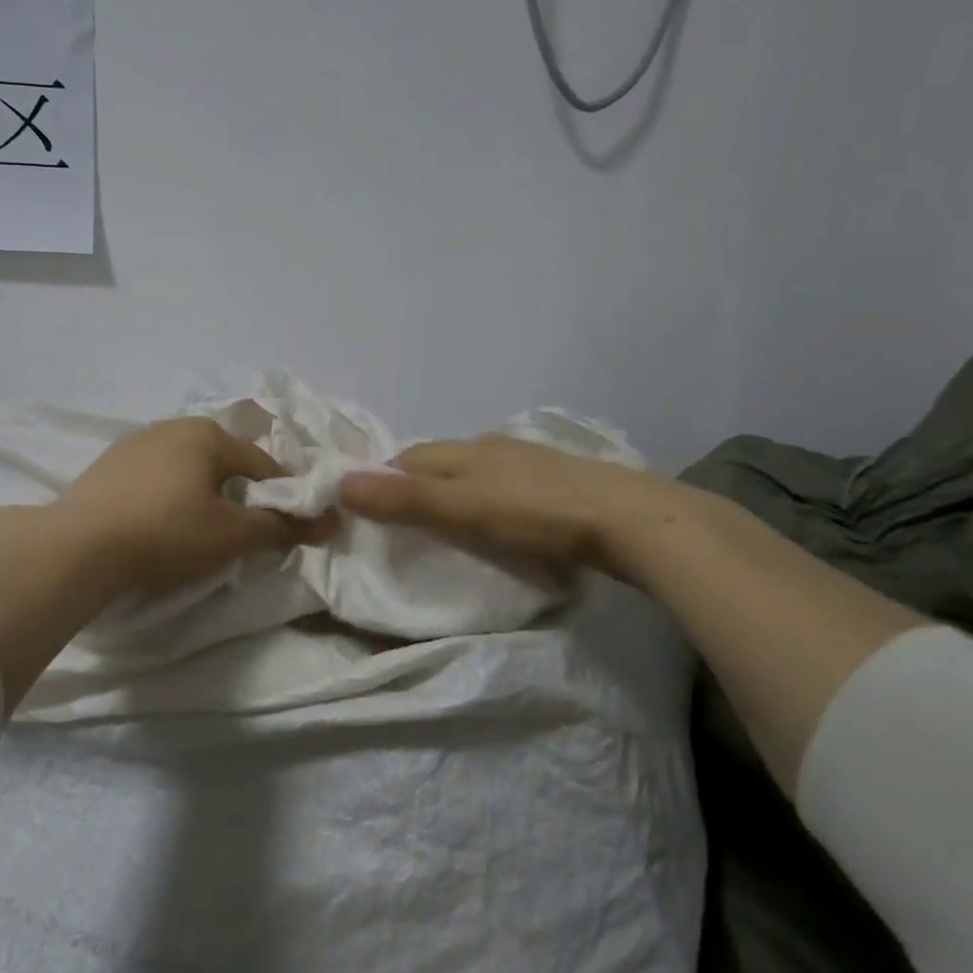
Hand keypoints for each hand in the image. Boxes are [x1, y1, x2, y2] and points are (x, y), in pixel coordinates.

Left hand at [57, 417, 334, 595]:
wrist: (79, 546)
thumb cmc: (167, 533)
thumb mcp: (231, 535)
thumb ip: (282, 527)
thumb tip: (330, 522)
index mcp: (208, 434)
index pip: (263, 464)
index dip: (282, 496)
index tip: (288, 526)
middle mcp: (173, 426)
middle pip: (224, 461)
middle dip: (239, 492)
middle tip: (241, 531)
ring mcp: (136, 441)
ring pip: (188, 467)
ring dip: (202, 492)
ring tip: (198, 529)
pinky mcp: (108, 464)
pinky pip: (155, 475)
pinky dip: (168, 494)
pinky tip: (159, 522)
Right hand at [337, 434, 687, 584]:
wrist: (631, 520)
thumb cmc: (537, 514)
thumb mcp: (462, 510)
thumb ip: (405, 500)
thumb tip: (341, 483)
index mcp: (468, 450)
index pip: (410, 457)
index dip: (385, 479)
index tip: (370, 509)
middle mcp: (496, 447)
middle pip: (442, 461)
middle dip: (418, 484)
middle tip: (406, 523)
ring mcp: (534, 462)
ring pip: (479, 472)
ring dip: (457, 491)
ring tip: (451, 525)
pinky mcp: (563, 482)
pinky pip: (511, 486)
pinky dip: (493, 500)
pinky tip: (505, 521)